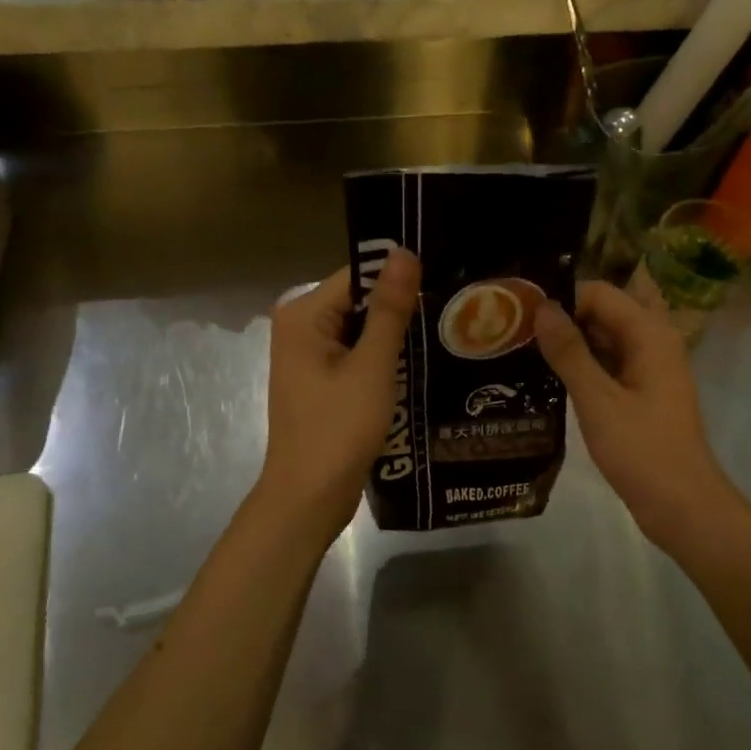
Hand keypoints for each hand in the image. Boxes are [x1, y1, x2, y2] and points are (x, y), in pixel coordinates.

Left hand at [255, 247, 420, 544]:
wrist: (309, 498)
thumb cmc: (338, 429)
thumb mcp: (371, 366)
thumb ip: (389, 308)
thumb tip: (404, 252)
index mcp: (302, 314)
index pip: (357, 275)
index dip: (399, 280)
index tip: (442, 284)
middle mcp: (299, 326)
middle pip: (358, 301)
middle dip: (398, 310)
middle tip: (450, 313)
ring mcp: (308, 356)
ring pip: (360, 330)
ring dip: (394, 336)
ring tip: (443, 335)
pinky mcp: (320, 380)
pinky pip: (356, 354)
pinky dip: (382, 359)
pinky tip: (417, 364)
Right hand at [535, 281, 737, 546]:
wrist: (682, 507)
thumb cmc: (641, 450)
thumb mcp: (598, 399)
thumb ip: (569, 351)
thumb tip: (541, 308)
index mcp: (649, 334)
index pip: (599, 293)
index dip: (561, 299)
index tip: (521, 315)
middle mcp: (653, 342)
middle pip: (603, 312)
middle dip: (563, 318)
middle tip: (516, 333)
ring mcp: (649, 369)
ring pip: (604, 339)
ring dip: (570, 343)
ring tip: (523, 352)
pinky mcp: (642, 393)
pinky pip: (608, 364)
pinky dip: (581, 366)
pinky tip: (547, 379)